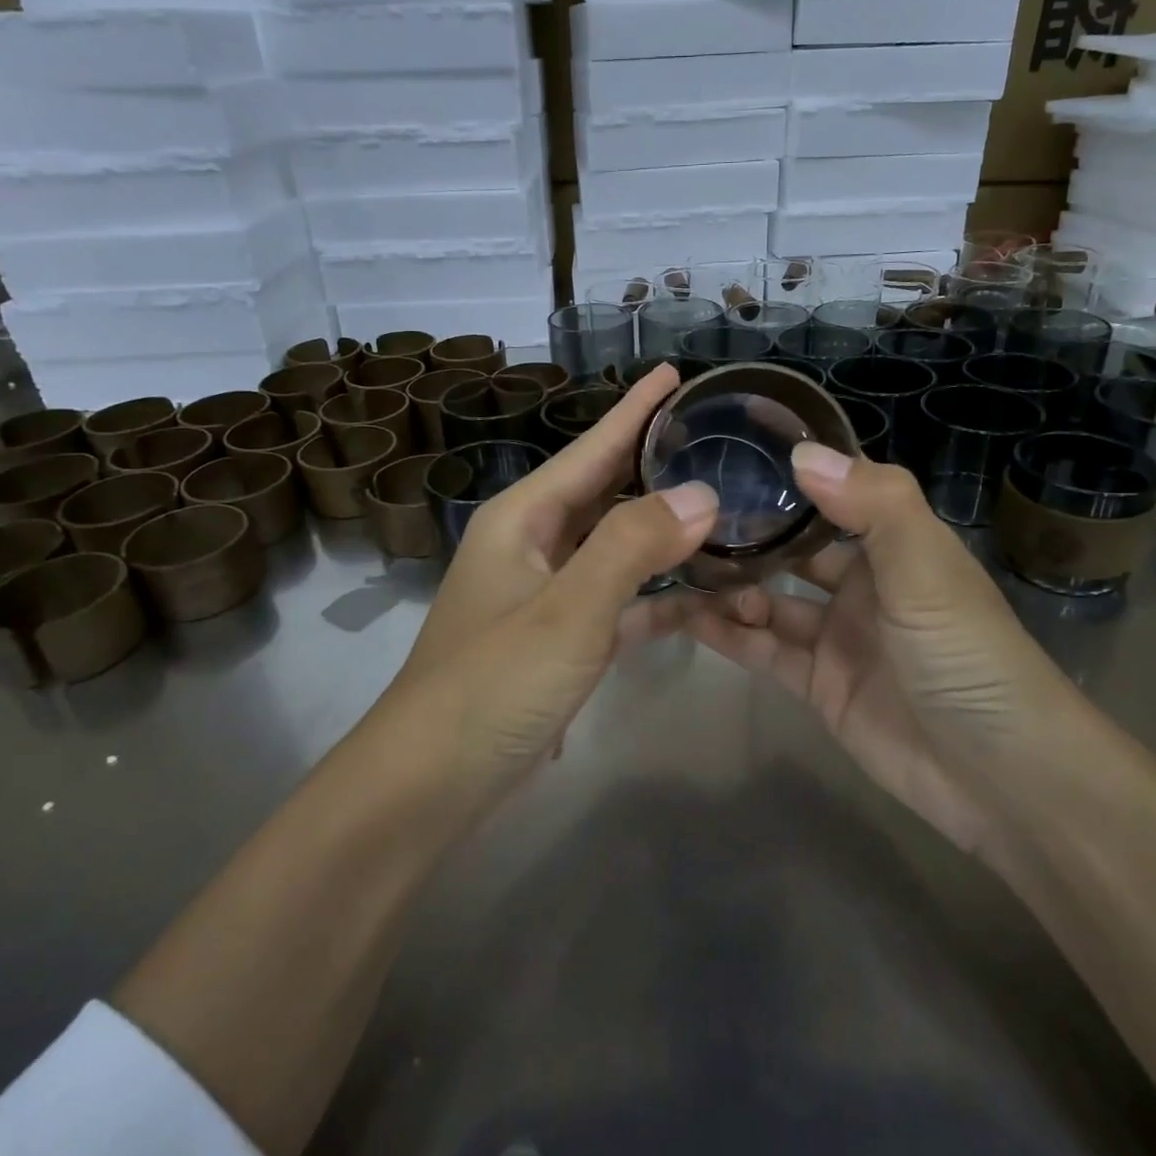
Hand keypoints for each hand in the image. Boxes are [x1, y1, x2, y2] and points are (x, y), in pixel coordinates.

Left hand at [383, 364, 717, 807]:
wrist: (430, 784)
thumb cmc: (491, 684)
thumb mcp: (565, 611)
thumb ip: (632, 547)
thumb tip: (702, 494)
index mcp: (523, 519)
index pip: (590, 448)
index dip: (633, 410)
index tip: (673, 372)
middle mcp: (533, 546)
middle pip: (604, 491)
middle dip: (654, 464)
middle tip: (715, 438)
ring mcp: (547, 596)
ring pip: (616, 548)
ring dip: (665, 533)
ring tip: (724, 509)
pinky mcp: (562, 642)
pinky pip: (619, 604)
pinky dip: (658, 598)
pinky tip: (706, 596)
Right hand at [689, 444, 1080, 861]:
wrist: (1000, 776)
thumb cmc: (967, 653)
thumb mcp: (926, 567)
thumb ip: (872, 505)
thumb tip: (801, 453)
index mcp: (895, 543)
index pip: (834, 492)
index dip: (788, 473)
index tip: (729, 449)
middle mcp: (863, 583)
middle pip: (793, 548)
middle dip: (746, 533)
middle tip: (684, 517)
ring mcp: (837, 636)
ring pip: (770, 599)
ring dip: (729, 586)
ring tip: (676, 567)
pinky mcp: (818, 684)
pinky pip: (763, 649)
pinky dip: (727, 633)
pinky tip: (683, 615)